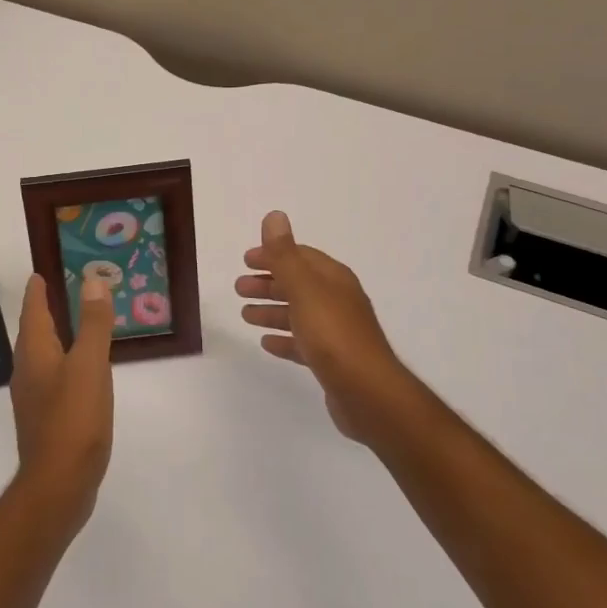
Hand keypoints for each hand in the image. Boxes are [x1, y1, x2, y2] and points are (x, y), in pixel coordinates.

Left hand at [8, 273, 114, 528]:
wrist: (59, 484)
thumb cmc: (74, 418)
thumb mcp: (90, 365)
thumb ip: (93, 324)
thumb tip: (92, 281)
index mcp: (35, 352)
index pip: (32, 310)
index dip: (37, 290)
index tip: (41, 272)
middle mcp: (27, 370)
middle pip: (33, 332)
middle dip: (45, 310)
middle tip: (63, 290)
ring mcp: (34, 397)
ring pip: (42, 355)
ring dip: (55, 336)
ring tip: (75, 324)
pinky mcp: (45, 419)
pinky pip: (52, 377)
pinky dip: (64, 362)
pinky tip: (81, 371)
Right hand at [237, 210, 426, 446]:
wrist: (367, 392)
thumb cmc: (333, 334)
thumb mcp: (304, 288)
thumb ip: (285, 254)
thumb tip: (275, 215)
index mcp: (333, 279)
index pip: (300, 257)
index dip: (273, 255)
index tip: (246, 260)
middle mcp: (337, 300)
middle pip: (298, 284)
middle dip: (268, 283)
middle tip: (239, 288)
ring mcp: (336, 331)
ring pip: (298, 313)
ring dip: (272, 310)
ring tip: (245, 314)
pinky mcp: (332, 360)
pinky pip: (302, 342)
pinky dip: (284, 338)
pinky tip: (267, 343)